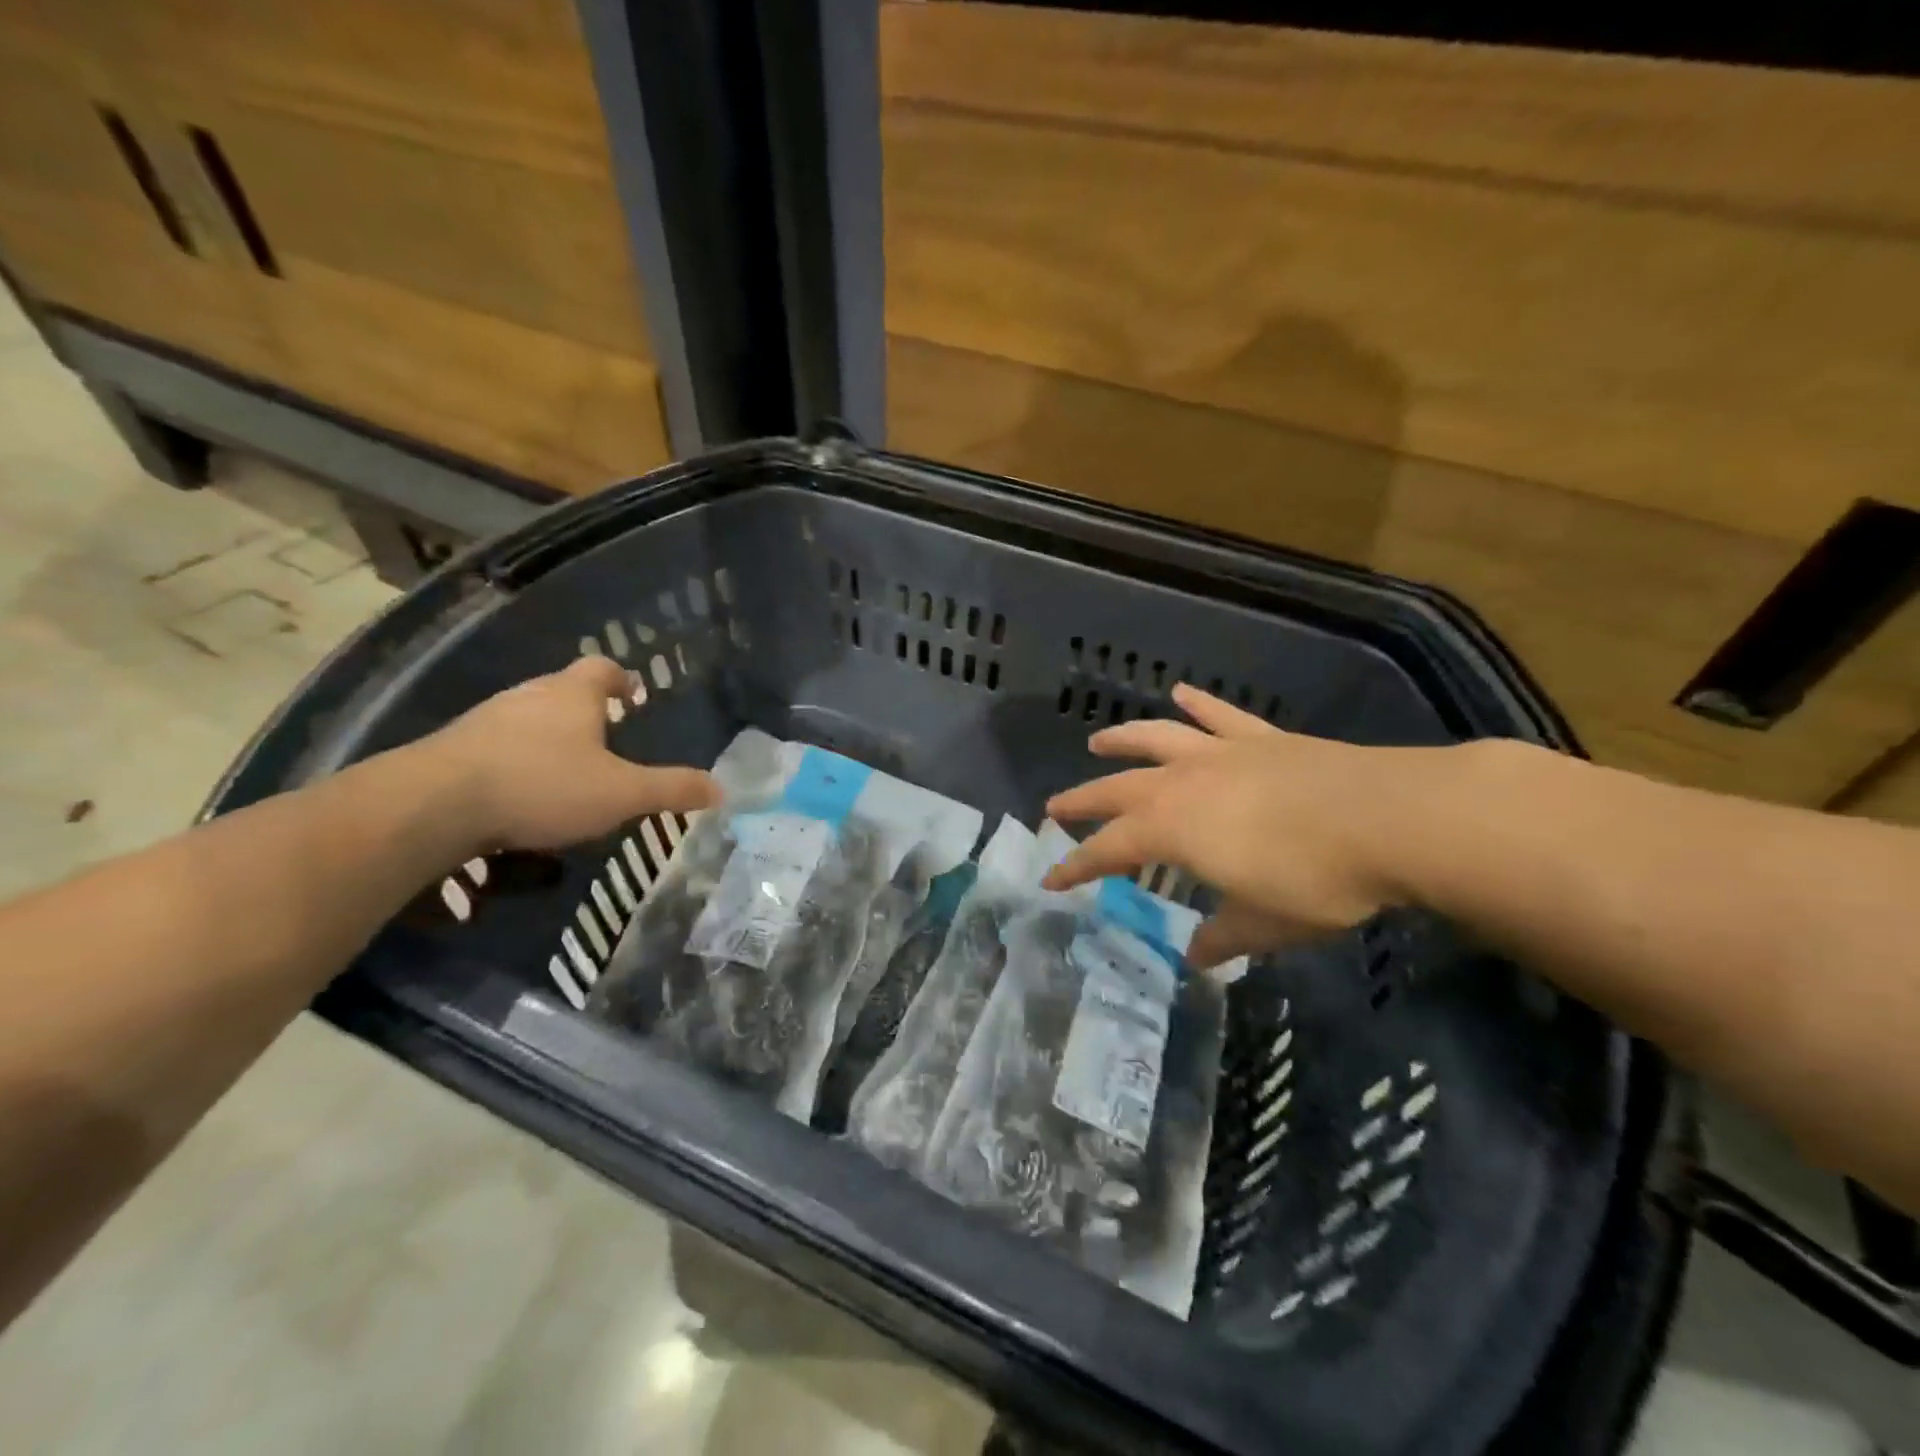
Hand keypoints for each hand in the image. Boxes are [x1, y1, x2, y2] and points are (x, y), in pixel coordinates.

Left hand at [423, 656, 718, 852]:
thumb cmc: (543, 785)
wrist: (432, 804)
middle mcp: (530, 696)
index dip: (621, 679)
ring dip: (549, 734)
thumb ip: (671, 789)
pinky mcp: (453, 748)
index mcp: (573, 695)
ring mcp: (486, 719)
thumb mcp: (621, 793)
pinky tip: (520, 791)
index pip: (602, 668)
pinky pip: (496, 744)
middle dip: (587, 709)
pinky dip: (515, 759)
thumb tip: (722, 789)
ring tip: (567, 767)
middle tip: (608, 736)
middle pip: (563, 690)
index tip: (634, 694)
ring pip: (528, 717)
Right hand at [1042, 685, 1487, 966]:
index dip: (1076, 866)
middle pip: (1117, 789)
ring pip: (1157, 739)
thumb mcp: (1265, 923)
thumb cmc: (1316, 879)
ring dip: (1123, 739)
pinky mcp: (1261, 739)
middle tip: (1055, 807)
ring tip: (1098, 741)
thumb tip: (1196, 955)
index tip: (1050, 880)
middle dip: (1082, 801)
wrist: (1389, 818)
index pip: (1108, 850)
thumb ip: (1224, 936)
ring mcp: (1222, 754)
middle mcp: (1183, 784)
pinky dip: (1197, 704)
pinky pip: (1219, 716)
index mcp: (1173, 830)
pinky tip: (1181, 693)